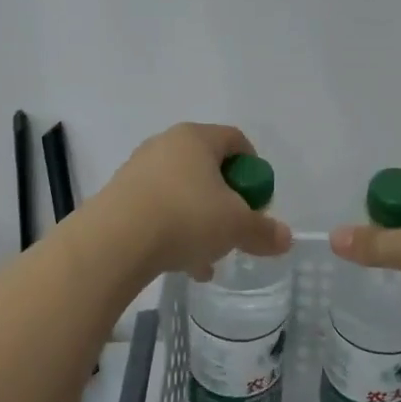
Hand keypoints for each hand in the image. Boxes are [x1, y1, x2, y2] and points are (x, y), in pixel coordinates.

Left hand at [97, 123, 292, 278]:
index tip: (258, 200)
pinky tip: (182, 263)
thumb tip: (286, 239)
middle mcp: (165, 145)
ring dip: (200, 221)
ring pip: (182, 192)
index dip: (253, 168)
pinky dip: (174, 230)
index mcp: (196, 138)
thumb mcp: (236, 226)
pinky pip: (158, 209)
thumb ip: (263, 231)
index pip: (235, 140)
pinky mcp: (119, 196)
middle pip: (207, 168)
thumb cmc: (185, 217)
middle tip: (235, 227)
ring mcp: (138, 170)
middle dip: (226, 200)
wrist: (114, 241)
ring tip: (209, 257)